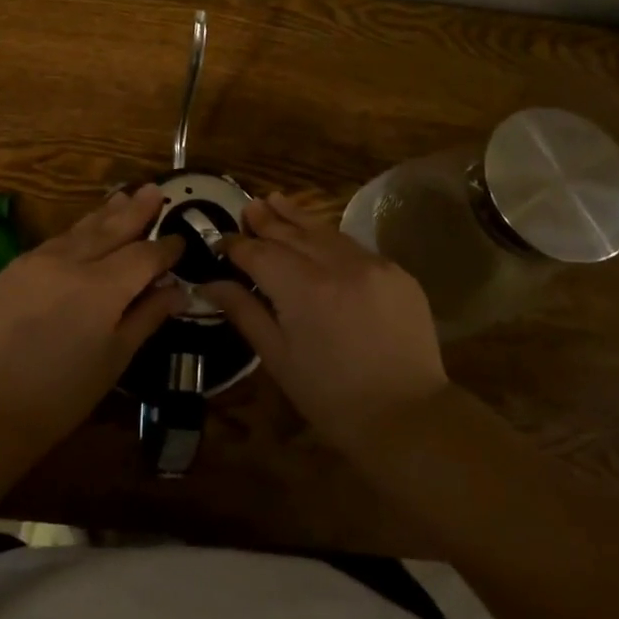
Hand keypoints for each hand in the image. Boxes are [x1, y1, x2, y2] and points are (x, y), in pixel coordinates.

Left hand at [0, 185, 186, 450]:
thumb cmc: (59, 395)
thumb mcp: (114, 360)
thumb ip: (146, 317)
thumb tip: (177, 290)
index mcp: (102, 288)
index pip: (144, 256)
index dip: (165, 248)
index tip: (182, 240)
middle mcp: (72, 262)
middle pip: (112, 229)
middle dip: (136, 211)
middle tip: (155, 190)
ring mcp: (39, 260)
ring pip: (81, 229)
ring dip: (106, 213)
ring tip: (124, 195)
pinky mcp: (15, 267)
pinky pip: (57, 240)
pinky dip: (78, 231)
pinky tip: (85, 229)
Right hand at [208, 193, 449, 453]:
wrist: (408, 418)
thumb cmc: (331, 396)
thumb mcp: (278, 357)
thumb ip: (244, 311)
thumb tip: (210, 283)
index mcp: (302, 288)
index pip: (259, 254)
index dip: (237, 246)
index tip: (221, 242)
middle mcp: (336, 264)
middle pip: (291, 233)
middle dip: (266, 220)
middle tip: (248, 206)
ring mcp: (371, 264)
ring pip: (324, 231)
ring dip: (297, 217)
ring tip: (275, 200)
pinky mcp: (397, 272)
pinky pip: (354, 247)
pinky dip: (331, 239)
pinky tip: (319, 235)